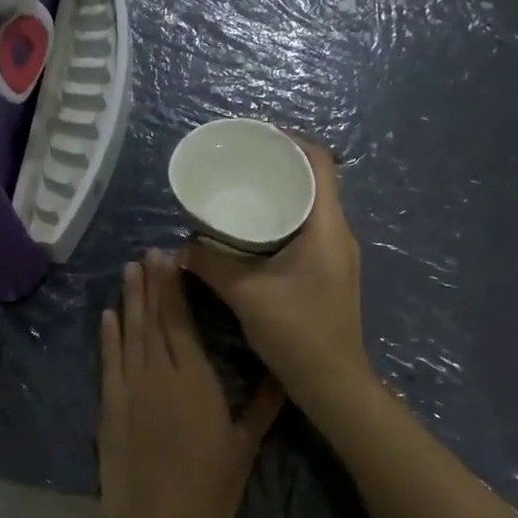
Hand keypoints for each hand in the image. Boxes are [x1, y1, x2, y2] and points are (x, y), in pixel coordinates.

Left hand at [98, 249, 283, 517]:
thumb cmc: (209, 486)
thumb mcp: (243, 444)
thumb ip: (263, 405)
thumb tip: (283, 373)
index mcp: (193, 378)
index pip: (180, 321)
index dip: (173, 287)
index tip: (169, 258)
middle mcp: (158, 373)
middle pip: (153, 319)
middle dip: (150, 284)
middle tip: (147, 253)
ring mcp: (130, 389)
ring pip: (129, 334)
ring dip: (128, 301)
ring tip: (128, 270)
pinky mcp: (111, 407)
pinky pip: (109, 362)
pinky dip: (108, 337)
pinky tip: (109, 316)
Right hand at [184, 139, 370, 409]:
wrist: (333, 383)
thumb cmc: (297, 332)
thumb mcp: (246, 294)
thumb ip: (211, 265)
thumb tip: (180, 247)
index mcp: (327, 226)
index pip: (320, 162)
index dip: (291, 140)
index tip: (255, 135)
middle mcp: (338, 233)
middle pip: (315, 180)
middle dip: (279, 165)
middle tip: (240, 161)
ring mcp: (336, 254)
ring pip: (311, 206)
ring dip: (281, 193)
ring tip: (243, 189)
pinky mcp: (329, 272)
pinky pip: (307, 229)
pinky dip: (283, 219)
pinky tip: (253, 230)